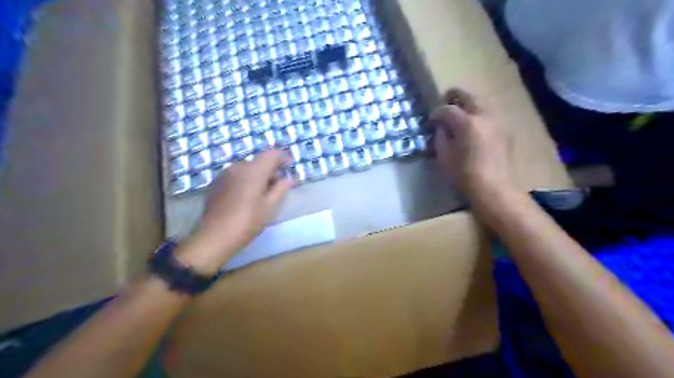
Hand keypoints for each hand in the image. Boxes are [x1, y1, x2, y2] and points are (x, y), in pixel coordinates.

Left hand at [174, 147, 292, 274]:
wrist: (214, 237)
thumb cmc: (247, 222)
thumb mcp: (270, 207)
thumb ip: (281, 189)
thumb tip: (288, 178)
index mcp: (253, 171)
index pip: (272, 153)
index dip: (283, 157)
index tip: (290, 168)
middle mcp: (238, 167)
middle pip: (259, 162)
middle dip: (271, 170)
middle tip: (278, 187)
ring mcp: (224, 174)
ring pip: (247, 169)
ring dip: (257, 176)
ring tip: (262, 195)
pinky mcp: (216, 183)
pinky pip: (236, 176)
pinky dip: (245, 181)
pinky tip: (246, 198)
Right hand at [432, 88, 511, 200]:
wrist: (493, 188)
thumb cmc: (463, 174)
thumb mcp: (444, 156)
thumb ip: (440, 137)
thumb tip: (441, 128)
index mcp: (466, 122)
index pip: (447, 109)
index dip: (436, 112)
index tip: (431, 120)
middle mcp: (483, 116)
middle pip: (468, 96)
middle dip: (453, 97)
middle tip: (444, 106)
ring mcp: (496, 122)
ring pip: (481, 103)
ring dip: (467, 105)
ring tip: (458, 117)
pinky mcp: (504, 131)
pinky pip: (489, 115)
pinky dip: (478, 115)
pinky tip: (473, 129)